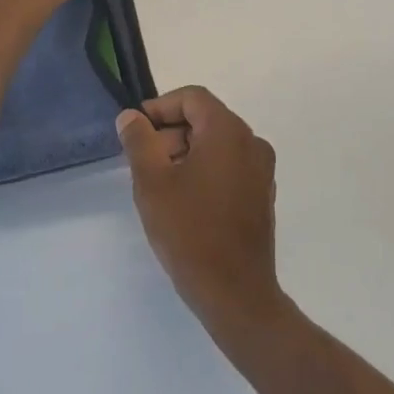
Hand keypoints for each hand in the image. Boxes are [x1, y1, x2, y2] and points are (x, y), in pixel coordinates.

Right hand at [117, 86, 287, 346]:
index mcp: (228, 131)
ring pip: (216, 144)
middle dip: (170, 133)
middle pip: (205, 119)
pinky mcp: (262, 195)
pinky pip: (229, 166)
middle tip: (144, 163)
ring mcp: (261, 171)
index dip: (160, 107)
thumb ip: (139, 140)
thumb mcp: (152, 182)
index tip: (136, 131)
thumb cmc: (190, 231)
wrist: (236, 294)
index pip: (192, 98)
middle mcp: (252, 142)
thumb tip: (131, 117)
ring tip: (160, 186)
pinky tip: (185, 202)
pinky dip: (205, 171)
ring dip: (186, 154)